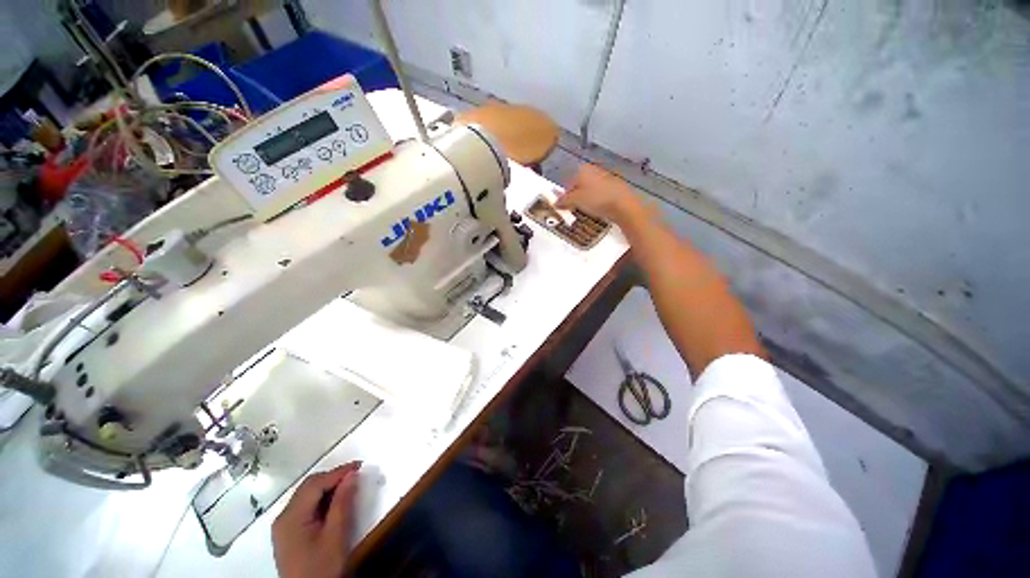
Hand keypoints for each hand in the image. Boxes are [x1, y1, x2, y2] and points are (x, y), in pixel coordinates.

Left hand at [272, 462, 360, 577]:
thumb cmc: (322, 568)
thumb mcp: (336, 536)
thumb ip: (343, 503)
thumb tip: (351, 476)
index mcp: (291, 517)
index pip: (315, 484)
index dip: (338, 472)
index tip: (360, 466)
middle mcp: (283, 517)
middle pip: (308, 487)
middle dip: (332, 478)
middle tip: (356, 475)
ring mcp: (283, 526)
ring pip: (306, 495)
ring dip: (327, 487)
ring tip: (348, 486)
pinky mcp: (288, 534)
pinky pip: (305, 507)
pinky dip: (321, 499)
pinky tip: (334, 503)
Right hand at [555, 164, 646, 224]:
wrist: (624, 205)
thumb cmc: (596, 199)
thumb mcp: (575, 200)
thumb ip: (563, 200)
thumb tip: (555, 202)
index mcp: (583, 169)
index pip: (568, 181)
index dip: (565, 195)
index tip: (564, 206)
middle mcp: (595, 170)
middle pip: (580, 185)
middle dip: (576, 197)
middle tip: (574, 210)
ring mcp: (606, 178)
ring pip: (591, 190)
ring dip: (586, 200)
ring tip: (586, 212)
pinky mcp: (616, 187)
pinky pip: (601, 195)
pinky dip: (597, 202)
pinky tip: (598, 211)